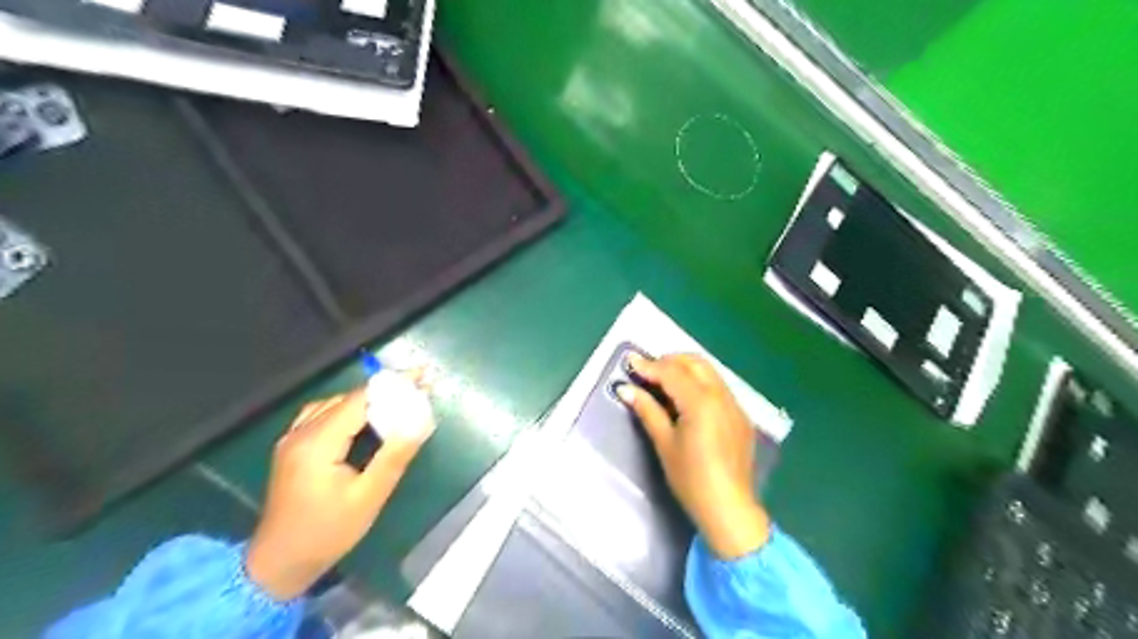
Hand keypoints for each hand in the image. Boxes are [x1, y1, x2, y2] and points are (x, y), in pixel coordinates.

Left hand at [248, 383, 434, 599]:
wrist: (277, 564)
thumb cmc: (327, 533)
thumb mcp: (368, 498)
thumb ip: (394, 457)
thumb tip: (420, 422)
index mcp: (317, 443)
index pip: (361, 400)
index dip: (394, 385)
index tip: (422, 376)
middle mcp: (301, 432)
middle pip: (348, 399)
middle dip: (385, 391)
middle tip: (417, 390)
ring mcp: (292, 438)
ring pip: (335, 404)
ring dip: (367, 400)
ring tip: (397, 401)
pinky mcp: (291, 447)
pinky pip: (321, 414)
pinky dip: (347, 409)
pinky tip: (363, 419)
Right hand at [620, 353, 767, 557]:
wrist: (729, 509)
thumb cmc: (691, 479)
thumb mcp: (664, 444)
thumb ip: (648, 410)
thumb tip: (626, 389)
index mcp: (701, 402)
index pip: (672, 372)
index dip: (649, 366)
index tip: (630, 362)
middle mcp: (722, 395)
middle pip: (695, 363)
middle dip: (670, 361)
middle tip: (647, 371)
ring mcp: (735, 405)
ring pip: (709, 372)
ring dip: (686, 369)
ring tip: (664, 381)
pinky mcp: (741, 416)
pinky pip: (719, 387)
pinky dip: (700, 382)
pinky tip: (687, 399)